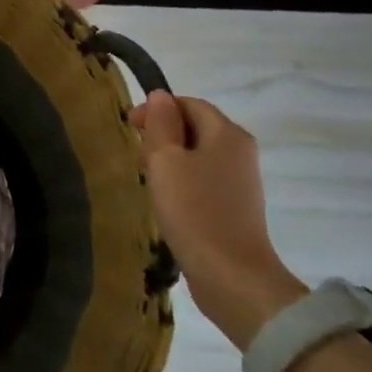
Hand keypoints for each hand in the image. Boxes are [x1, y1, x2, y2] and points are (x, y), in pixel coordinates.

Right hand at [132, 91, 305, 350]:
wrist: (231, 276)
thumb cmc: (194, 211)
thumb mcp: (166, 161)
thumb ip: (161, 125)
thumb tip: (160, 96)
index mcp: (227, 133)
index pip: (190, 103)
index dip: (158, 108)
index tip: (130, 127)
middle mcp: (241, 151)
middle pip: (196, 127)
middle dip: (163, 134)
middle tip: (136, 154)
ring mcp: (242, 181)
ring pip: (199, 154)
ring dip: (171, 159)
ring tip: (147, 178)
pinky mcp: (236, 207)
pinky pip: (204, 179)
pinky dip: (183, 180)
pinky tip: (166, 200)